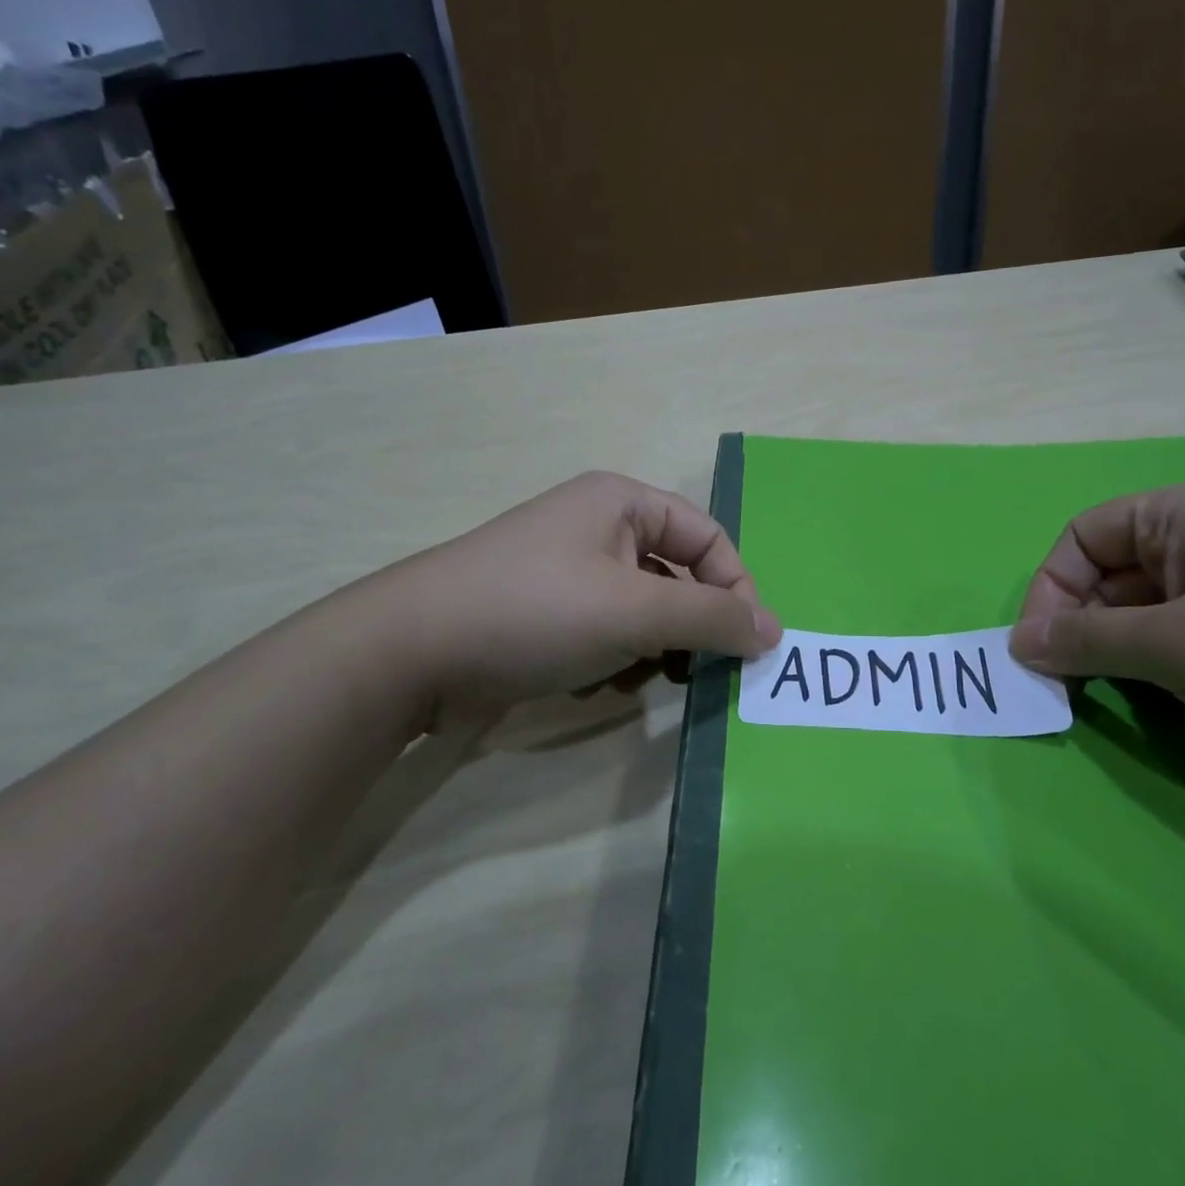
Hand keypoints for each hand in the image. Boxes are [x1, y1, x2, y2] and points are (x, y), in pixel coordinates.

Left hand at [379, 471, 781, 714]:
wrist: (411, 654)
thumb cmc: (536, 611)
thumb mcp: (636, 611)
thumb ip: (712, 618)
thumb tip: (774, 630)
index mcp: (621, 503)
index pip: (708, 538)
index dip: (735, 588)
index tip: (750, 645)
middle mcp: (598, 528)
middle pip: (677, 576)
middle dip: (688, 626)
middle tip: (694, 670)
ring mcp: (569, 573)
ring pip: (644, 612)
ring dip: (651, 650)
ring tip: (631, 676)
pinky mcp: (547, 614)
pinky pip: (607, 633)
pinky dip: (613, 660)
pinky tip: (591, 683)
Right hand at [1006, 479, 1184, 804]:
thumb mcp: (1177, 647)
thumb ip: (1086, 642)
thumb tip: (1016, 646)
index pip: (1083, 538)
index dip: (1050, 592)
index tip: (1038, 654)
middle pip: (1113, 574)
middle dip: (1081, 628)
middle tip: (1067, 688)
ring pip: (1149, 611)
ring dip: (1119, 653)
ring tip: (1113, 700)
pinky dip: (1161, 668)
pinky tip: (1167, 702)